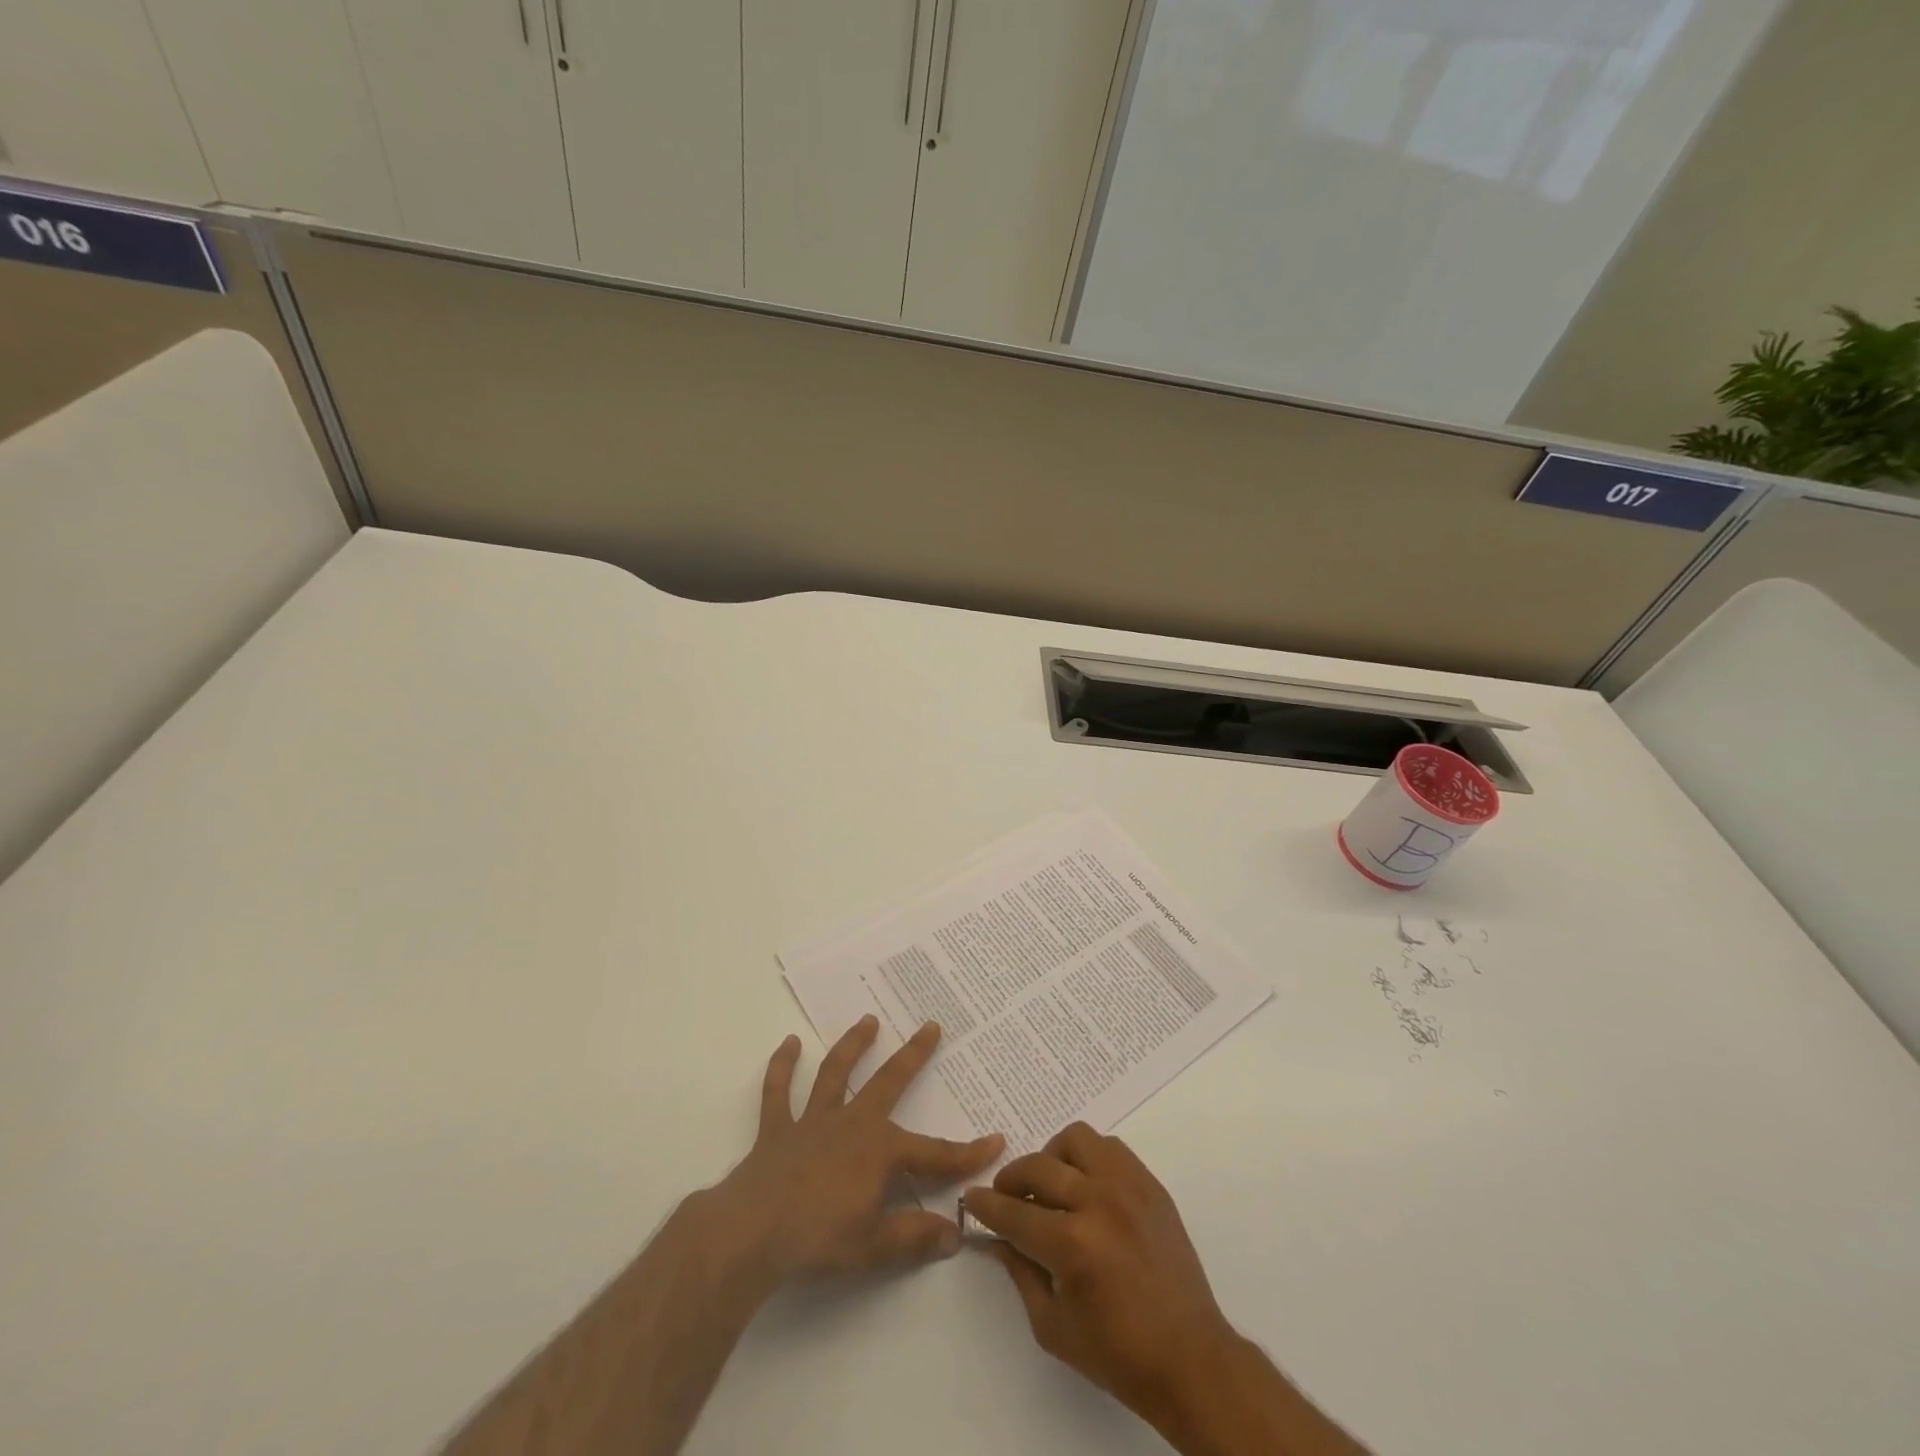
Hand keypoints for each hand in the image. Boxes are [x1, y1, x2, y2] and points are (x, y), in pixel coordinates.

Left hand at [711, 1016, 1003, 1282]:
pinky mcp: (777, 1129)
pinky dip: (782, 1067)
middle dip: (913, 1055)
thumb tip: (955, 1234)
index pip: (935, 1153)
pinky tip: (789, 1044)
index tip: (996, 1140)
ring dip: (853, 1045)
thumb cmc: (819, 1239)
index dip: (967, 1152)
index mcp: (880, 1151)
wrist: (753, 1232)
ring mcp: (812, 1121)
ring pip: (836, 1073)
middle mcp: (851, 1123)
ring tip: (868, 1020)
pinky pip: (779, 1091)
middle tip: (931, 1026)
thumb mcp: (875, 1246)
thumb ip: (915, 1236)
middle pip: (889, 1082)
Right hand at [963, 1123, 1235, 1424]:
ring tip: (1050, 1184)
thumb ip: (1020, 1273)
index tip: (972, 1198)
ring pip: (1076, 1139)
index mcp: (1072, 1245)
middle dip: (1011, 1179)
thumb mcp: (1054, 1326)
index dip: (986, 1206)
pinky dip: (1089, 1157)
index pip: (1014, 1213)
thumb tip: (996, 1238)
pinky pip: (1110, 1147)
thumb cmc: (1118, 1354)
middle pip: (1038, 1168)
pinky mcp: (1150, 1184)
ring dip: (1053, 1158)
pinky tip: (1085, 1185)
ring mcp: (1128, 1187)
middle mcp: (1098, 1202)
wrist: (1190, 1358)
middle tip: (1006, 1195)